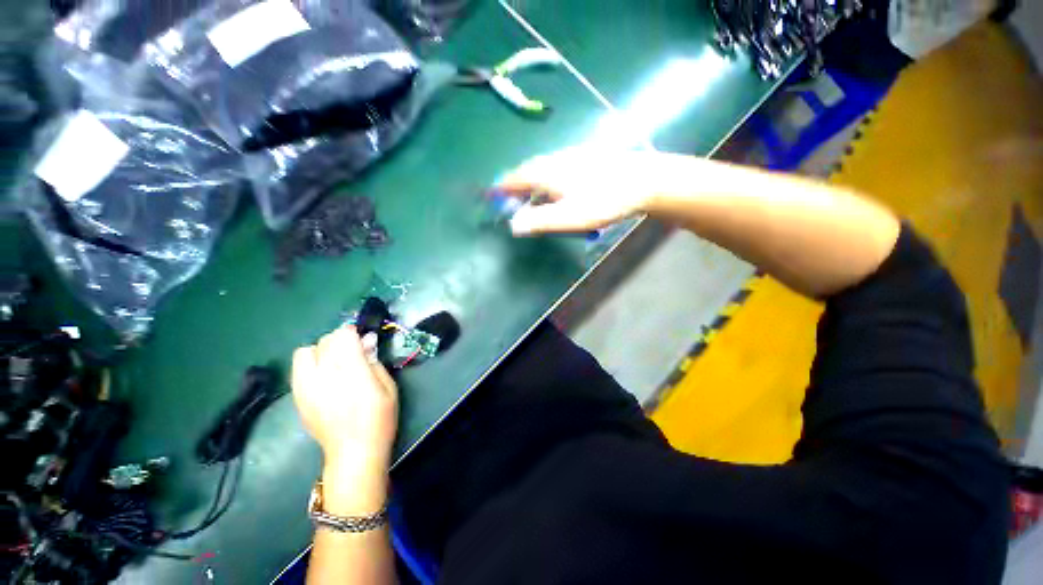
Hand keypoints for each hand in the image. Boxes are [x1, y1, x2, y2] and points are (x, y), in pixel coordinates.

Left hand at [292, 326, 396, 511]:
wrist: (353, 452)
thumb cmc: (379, 418)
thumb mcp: (388, 386)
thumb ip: (374, 361)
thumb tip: (367, 341)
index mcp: (351, 371)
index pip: (343, 335)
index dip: (353, 333)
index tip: (363, 340)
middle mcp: (324, 375)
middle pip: (325, 340)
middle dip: (340, 341)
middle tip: (353, 354)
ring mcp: (306, 386)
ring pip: (306, 351)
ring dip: (322, 351)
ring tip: (334, 364)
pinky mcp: (297, 397)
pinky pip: (298, 369)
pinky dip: (310, 365)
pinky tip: (324, 378)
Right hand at [496, 146, 656, 235]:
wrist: (643, 180)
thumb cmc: (604, 201)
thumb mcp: (570, 217)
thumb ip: (539, 221)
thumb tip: (513, 225)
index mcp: (546, 173)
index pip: (515, 178)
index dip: (502, 187)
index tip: (492, 195)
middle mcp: (554, 160)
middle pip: (527, 171)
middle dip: (516, 185)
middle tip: (511, 200)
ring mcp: (570, 157)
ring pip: (542, 168)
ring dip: (532, 182)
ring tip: (531, 197)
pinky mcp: (584, 158)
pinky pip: (555, 167)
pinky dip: (547, 178)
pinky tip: (556, 188)